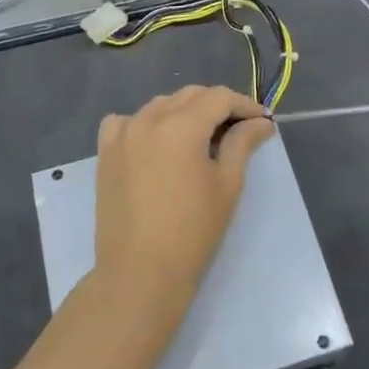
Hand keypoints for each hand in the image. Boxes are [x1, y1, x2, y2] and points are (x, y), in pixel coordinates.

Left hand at [92, 85, 274, 342]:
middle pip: (190, 96)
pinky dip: (146, 123)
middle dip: (217, 106)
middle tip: (238, 129)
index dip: (245, 105)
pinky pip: (127, 121)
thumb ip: (242, 144)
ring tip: (201, 137)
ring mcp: (123, 133)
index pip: (219, 98)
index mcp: (181, 125)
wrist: (140, 272)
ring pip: (160, 105)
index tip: (262, 120)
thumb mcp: (227, 185)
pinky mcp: (106, 151)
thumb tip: (261, 122)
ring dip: (184, 112)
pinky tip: (156, 142)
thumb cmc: (192, 232)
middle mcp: (149, 119)